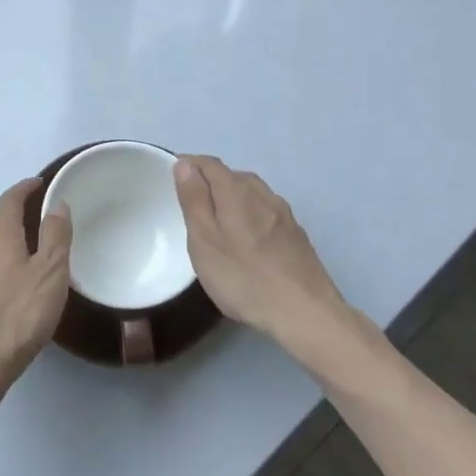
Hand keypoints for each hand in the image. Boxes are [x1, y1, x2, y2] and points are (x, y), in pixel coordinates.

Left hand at [0, 178, 71, 399]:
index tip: (37, 183)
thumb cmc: (18, 316)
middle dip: (6, 220)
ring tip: (18, 264)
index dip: (23, 189)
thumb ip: (55, 236)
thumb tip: (57, 204)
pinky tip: (3, 297)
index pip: (8, 202)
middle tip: (28, 228)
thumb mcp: (51, 274)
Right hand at [173, 156, 356, 348]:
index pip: (208, 163)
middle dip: (209, 181)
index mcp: (236, 191)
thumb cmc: (244, 277)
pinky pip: (265, 210)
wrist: (305, 312)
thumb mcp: (205, 240)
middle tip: (189, 203)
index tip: (170, 176)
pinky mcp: (296, 233)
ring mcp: (284, 213)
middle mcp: (263, 193)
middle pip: (231, 175)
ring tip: (216, 220)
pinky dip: (249, 213)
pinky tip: (246, 237)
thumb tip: (185, 165)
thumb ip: (194, 200)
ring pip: (251, 192)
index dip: (188, 164)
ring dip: (231, 197)